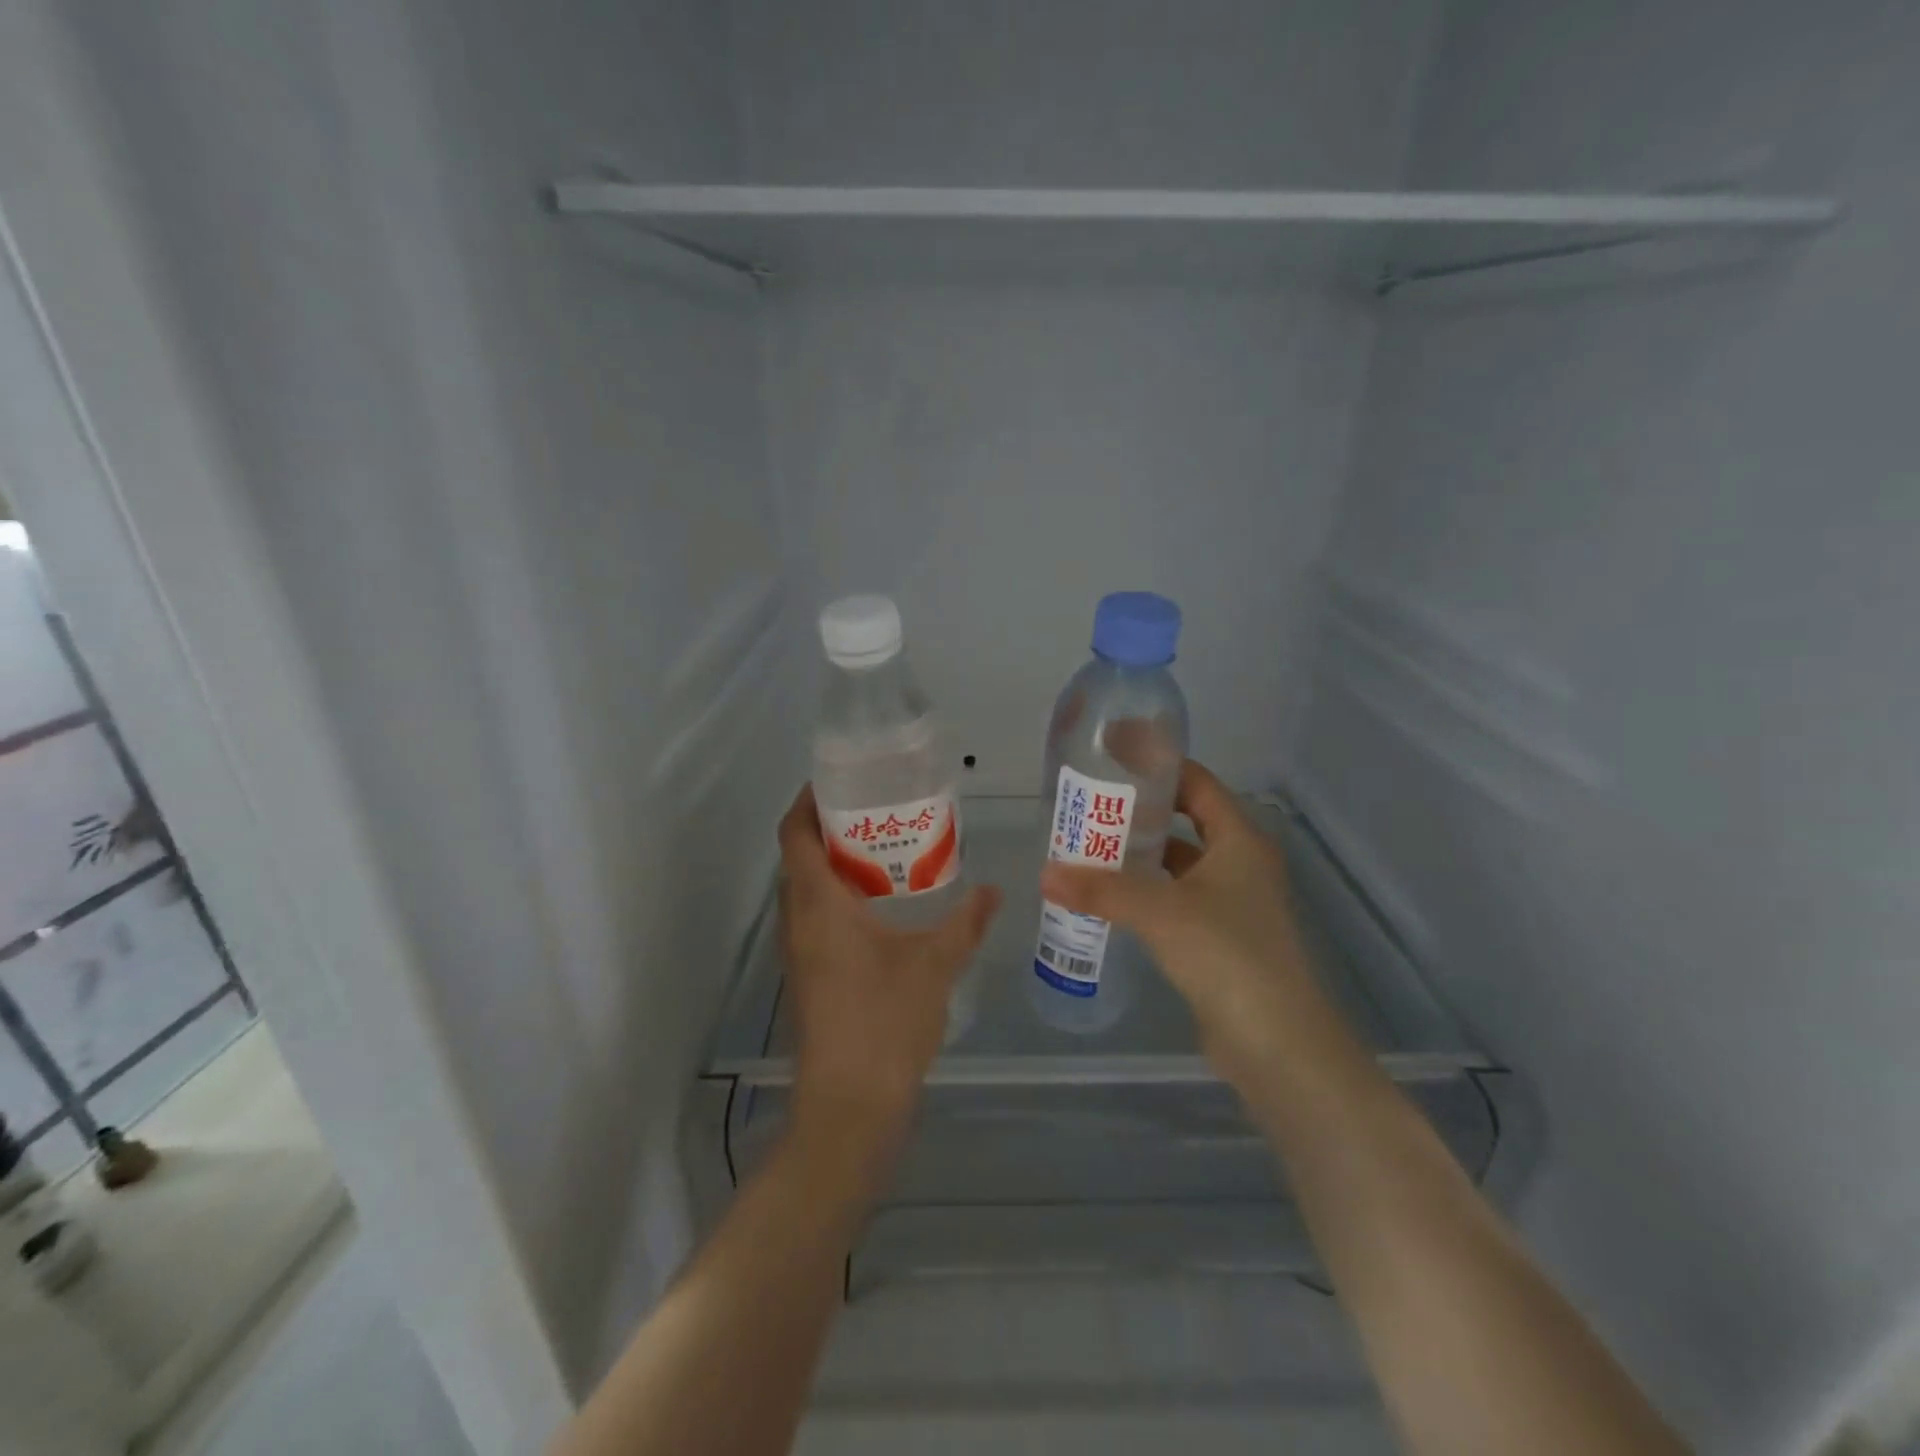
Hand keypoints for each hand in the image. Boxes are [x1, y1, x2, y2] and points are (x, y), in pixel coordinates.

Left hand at [776, 786, 1000, 1179]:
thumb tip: (995, 890)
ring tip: (883, 848)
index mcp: (818, 904)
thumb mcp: (935, 964)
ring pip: (806, 889)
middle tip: (875, 808)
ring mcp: (800, 952)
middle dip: (829, 827)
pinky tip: (882, 906)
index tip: (839, 779)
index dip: (807, 801)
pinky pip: (815, 917)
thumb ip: (966, 922)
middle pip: (799, 857)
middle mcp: (798, 921)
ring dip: (834, 863)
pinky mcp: (810, 976)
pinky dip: (839, 896)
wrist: (851, 1106)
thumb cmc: (886, 1021)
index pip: (795, 834)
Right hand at [1040, 760, 1331, 1090]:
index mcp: (1239, 840)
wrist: (1276, 1044)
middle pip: (1186, 821)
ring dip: (1140, 856)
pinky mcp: (1220, 938)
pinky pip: (1175, 899)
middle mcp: (1240, 864)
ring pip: (1179, 864)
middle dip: (1140, 813)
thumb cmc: (1228, 956)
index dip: (1157, 767)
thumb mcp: (1160, 912)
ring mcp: (1232, 903)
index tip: (1112, 759)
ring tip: (1089, 848)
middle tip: (1090, 806)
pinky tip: (1110, 898)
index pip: (1197, 783)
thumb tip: (1044, 873)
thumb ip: (1101, 889)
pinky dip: (1145, 893)